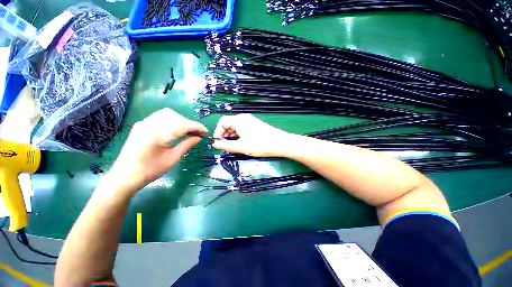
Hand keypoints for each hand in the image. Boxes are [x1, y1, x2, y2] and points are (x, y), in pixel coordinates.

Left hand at [108, 108, 207, 192]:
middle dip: (189, 123)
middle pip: (175, 116)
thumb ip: (186, 145)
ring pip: (168, 114)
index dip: (196, 127)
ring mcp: (144, 123)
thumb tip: (199, 138)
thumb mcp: (172, 159)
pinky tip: (176, 129)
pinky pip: (160, 117)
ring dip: (181, 120)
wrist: (124, 176)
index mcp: (157, 134)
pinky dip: (172, 120)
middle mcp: (149, 124)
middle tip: (197, 133)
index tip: (206, 131)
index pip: (182, 124)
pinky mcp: (141, 125)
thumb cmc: (150, 170)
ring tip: (188, 131)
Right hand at [212, 114, 291, 156]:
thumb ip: (226, 145)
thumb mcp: (241, 146)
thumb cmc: (259, 144)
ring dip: (232, 137)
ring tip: (232, 147)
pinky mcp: (256, 126)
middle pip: (229, 124)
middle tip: (225, 147)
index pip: (222, 121)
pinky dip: (239, 136)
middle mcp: (244, 118)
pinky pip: (243, 129)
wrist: (280, 143)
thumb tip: (215, 144)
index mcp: (239, 120)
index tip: (218, 143)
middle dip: (225, 135)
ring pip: (236, 128)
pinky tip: (241, 144)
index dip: (218, 132)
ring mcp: (251, 122)